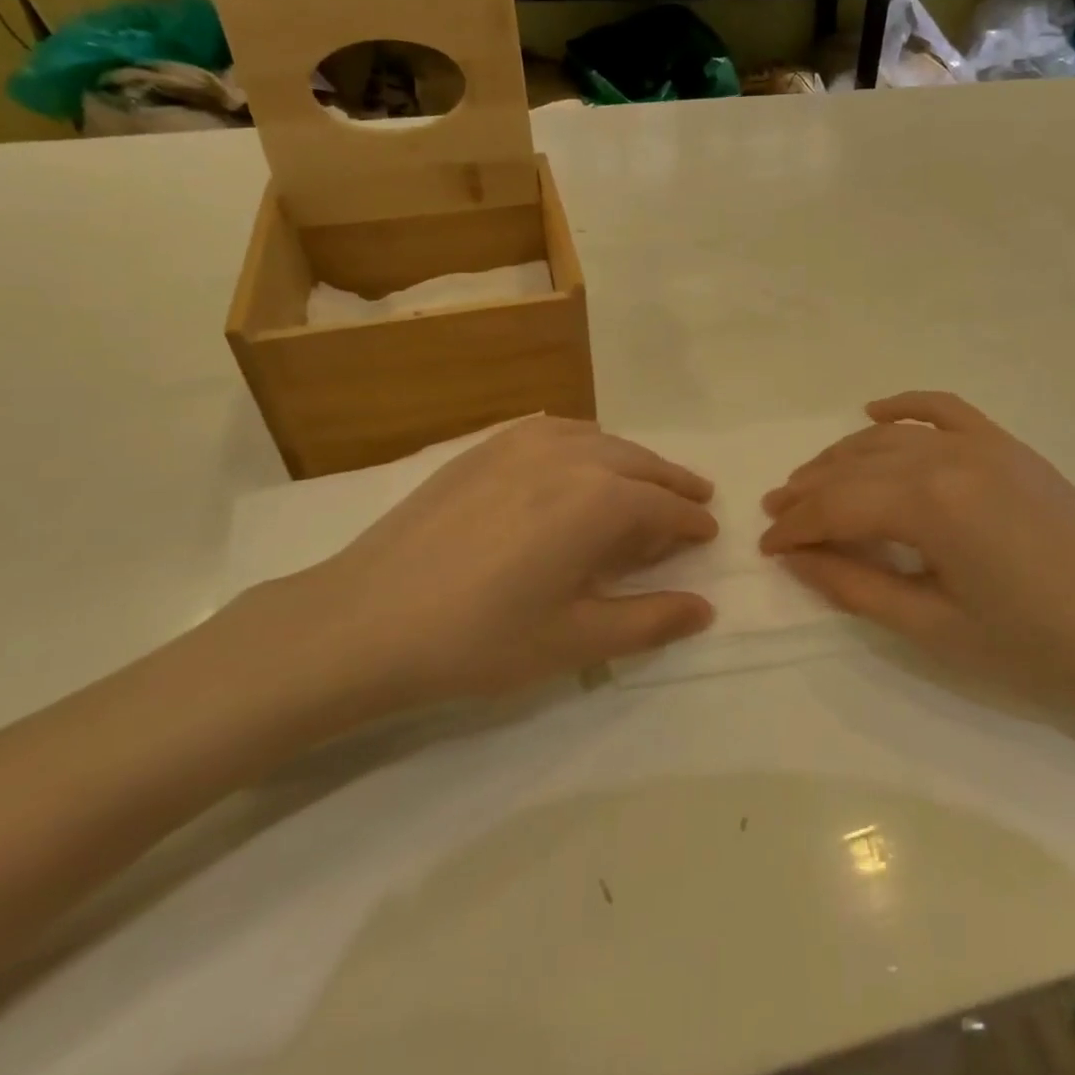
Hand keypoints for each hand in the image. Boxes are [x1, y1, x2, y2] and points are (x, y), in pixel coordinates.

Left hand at [244, 417, 718, 724]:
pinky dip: (587, 445)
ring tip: (644, 485)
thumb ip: (649, 621)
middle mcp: (570, 455)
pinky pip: (557, 432)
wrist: (365, 619)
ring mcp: (523, 443)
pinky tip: (580, 466)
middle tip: (693, 503)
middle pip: (640, 463)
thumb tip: (704, 608)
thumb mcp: (574, 641)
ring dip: (632, 462)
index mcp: (599, 500)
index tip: (709, 533)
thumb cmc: (479, 639)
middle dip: (672, 484)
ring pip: (601, 441)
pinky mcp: (486, 446)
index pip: (665, 506)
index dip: (692, 522)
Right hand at [759, 392, 1074, 707]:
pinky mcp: (1006, 445)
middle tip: (776, 515)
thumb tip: (798, 560)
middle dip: (808, 492)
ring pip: (888, 438)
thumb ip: (856, 587)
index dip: (796, 528)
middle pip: (854, 468)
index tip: (767, 549)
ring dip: (841, 457)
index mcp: (930, 505)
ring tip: (809, 481)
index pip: (837, 507)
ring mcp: (981, 444)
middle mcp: (948, 458)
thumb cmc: (1035, 642)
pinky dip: (903, 406)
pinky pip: (943, 410)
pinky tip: (873, 412)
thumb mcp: (934, 626)